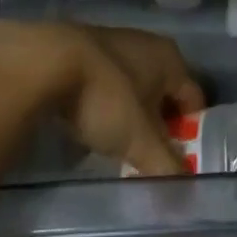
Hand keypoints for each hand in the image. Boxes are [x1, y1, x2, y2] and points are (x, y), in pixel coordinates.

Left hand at [0, 23, 204, 175]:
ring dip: (128, 114)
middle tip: (145, 157)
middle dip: (157, 125)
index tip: (176, 160)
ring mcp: (113, 42)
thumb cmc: (105, 97)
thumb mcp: (139, 140)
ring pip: (132, 86)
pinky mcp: (83, 47)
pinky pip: (104, 81)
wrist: (43, 63)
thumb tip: (187, 194)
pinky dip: (102, 102)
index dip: (190, 132)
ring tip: (114, 144)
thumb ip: (165, 166)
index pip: (194, 100)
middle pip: (163, 93)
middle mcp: (148, 45)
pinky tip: (87, 122)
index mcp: (171, 60)